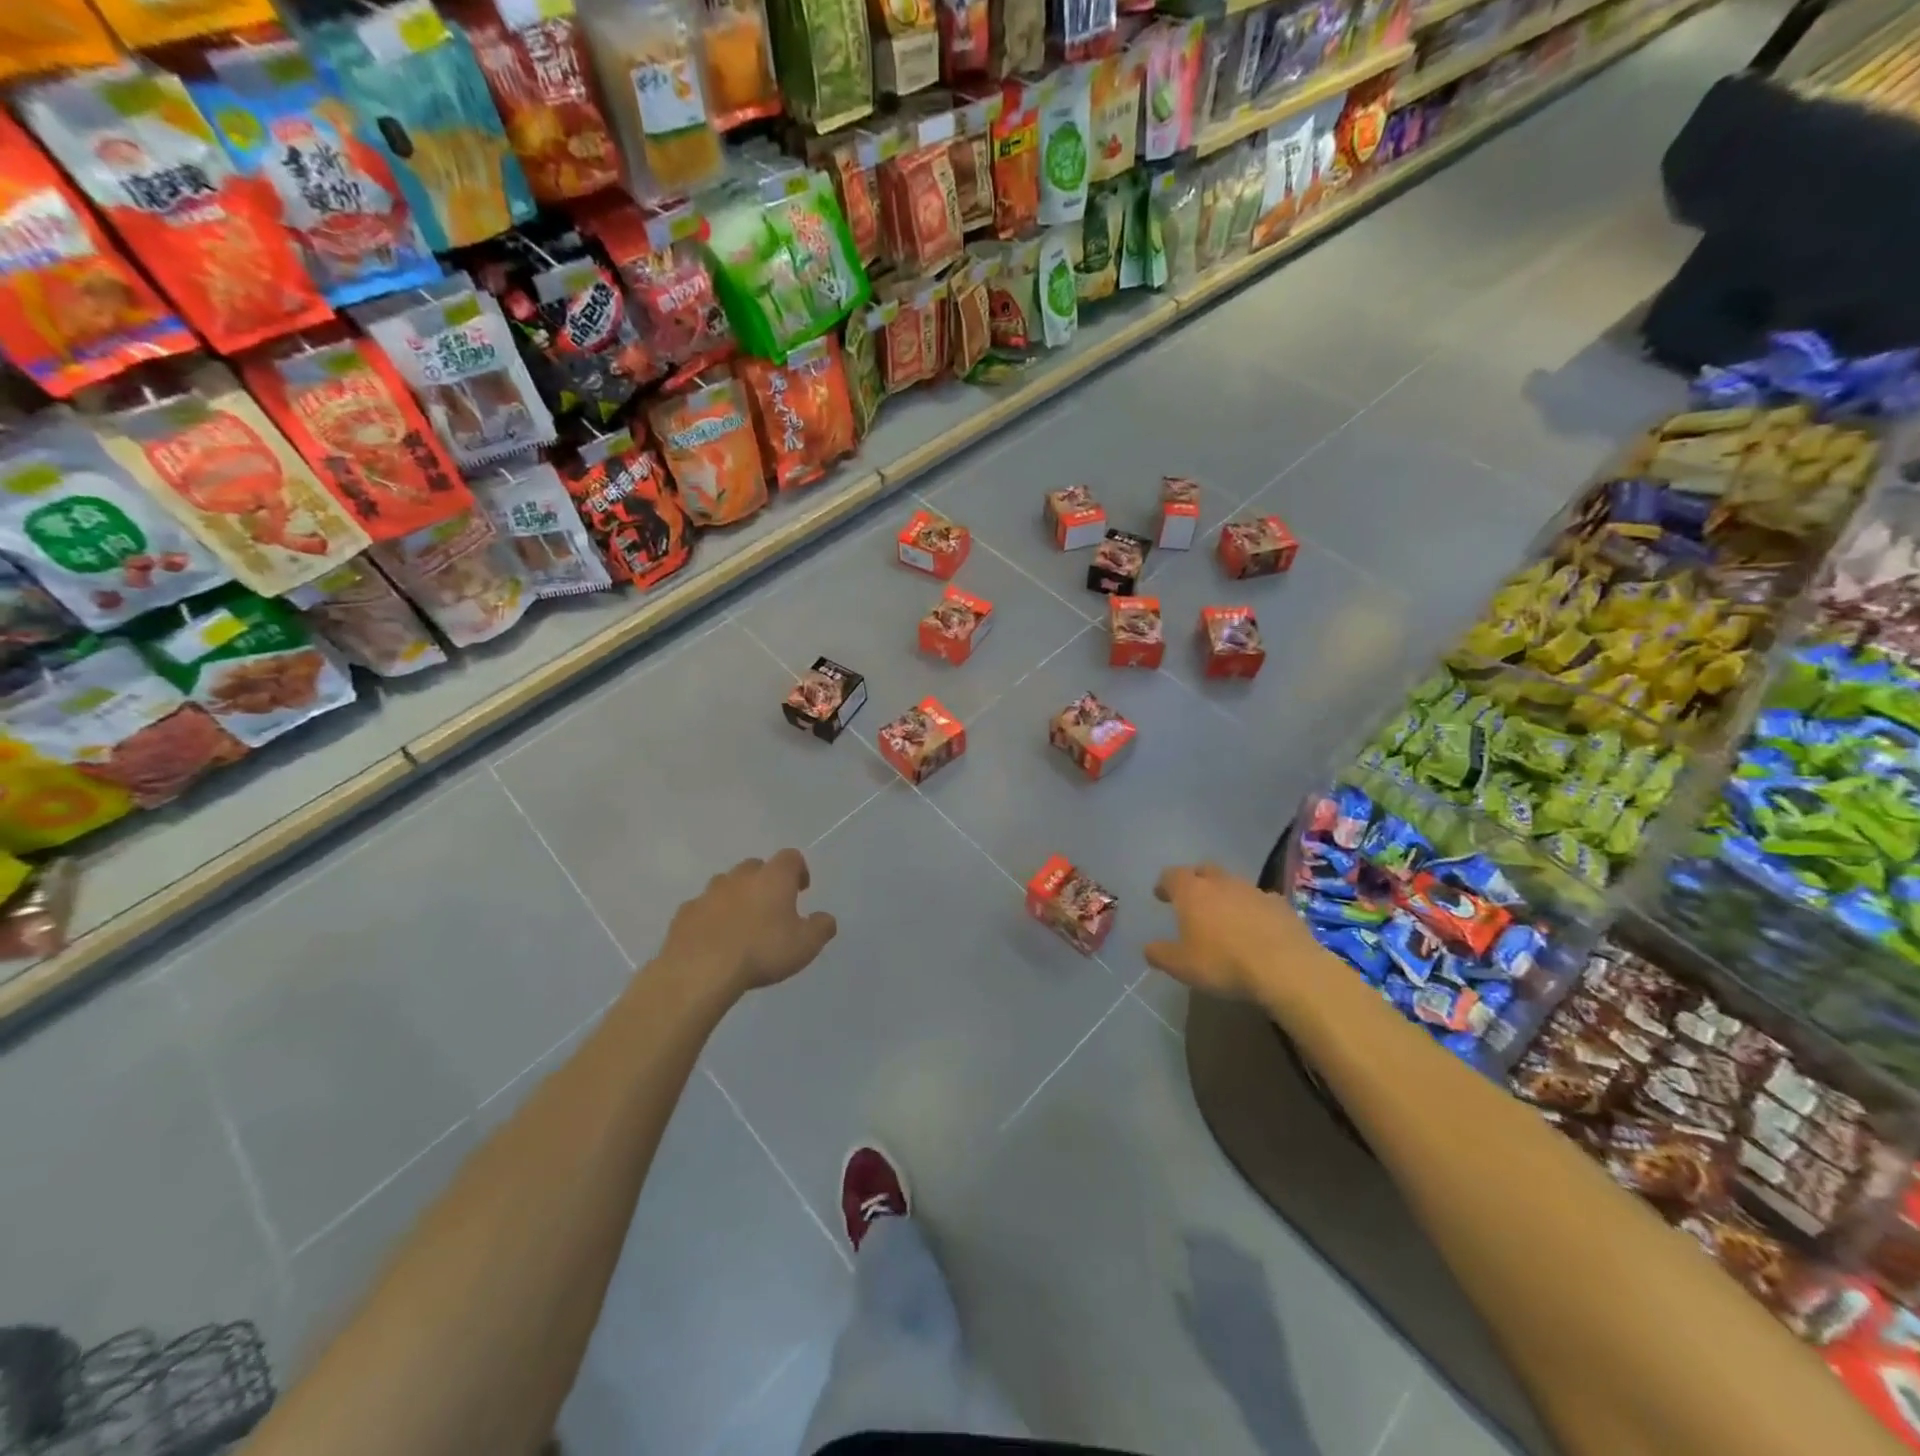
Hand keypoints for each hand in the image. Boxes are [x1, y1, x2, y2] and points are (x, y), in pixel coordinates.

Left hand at [660, 849, 836, 995]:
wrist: (700, 970)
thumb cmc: (761, 951)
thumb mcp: (805, 945)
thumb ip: (821, 928)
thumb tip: (825, 919)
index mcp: (773, 878)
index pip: (790, 857)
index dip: (798, 870)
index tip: (801, 890)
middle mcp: (740, 877)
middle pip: (755, 867)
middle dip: (765, 881)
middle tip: (771, 907)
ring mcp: (708, 893)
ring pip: (726, 885)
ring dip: (736, 897)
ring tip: (741, 924)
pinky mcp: (684, 914)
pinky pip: (702, 908)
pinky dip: (710, 917)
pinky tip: (714, 939)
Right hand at [1145, 862, 1316, 1005]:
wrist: (1286, 968)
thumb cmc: (1224, 963)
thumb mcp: (1181, 966)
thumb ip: (1160, 954)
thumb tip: (1149, 948)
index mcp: (1193, 892)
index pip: (1172, 875)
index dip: (1164, 884)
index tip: (1161, 895)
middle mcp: (1222, 883)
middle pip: (1204, 870)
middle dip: (1195, 880)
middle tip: (1192, 899)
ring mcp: (1254, 891)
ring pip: (1234, 884)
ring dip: (1226, 895)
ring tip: (1224, 916)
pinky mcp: (1281, 905)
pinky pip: (1260, 901)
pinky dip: (1253, 909)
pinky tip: (1256, 929)